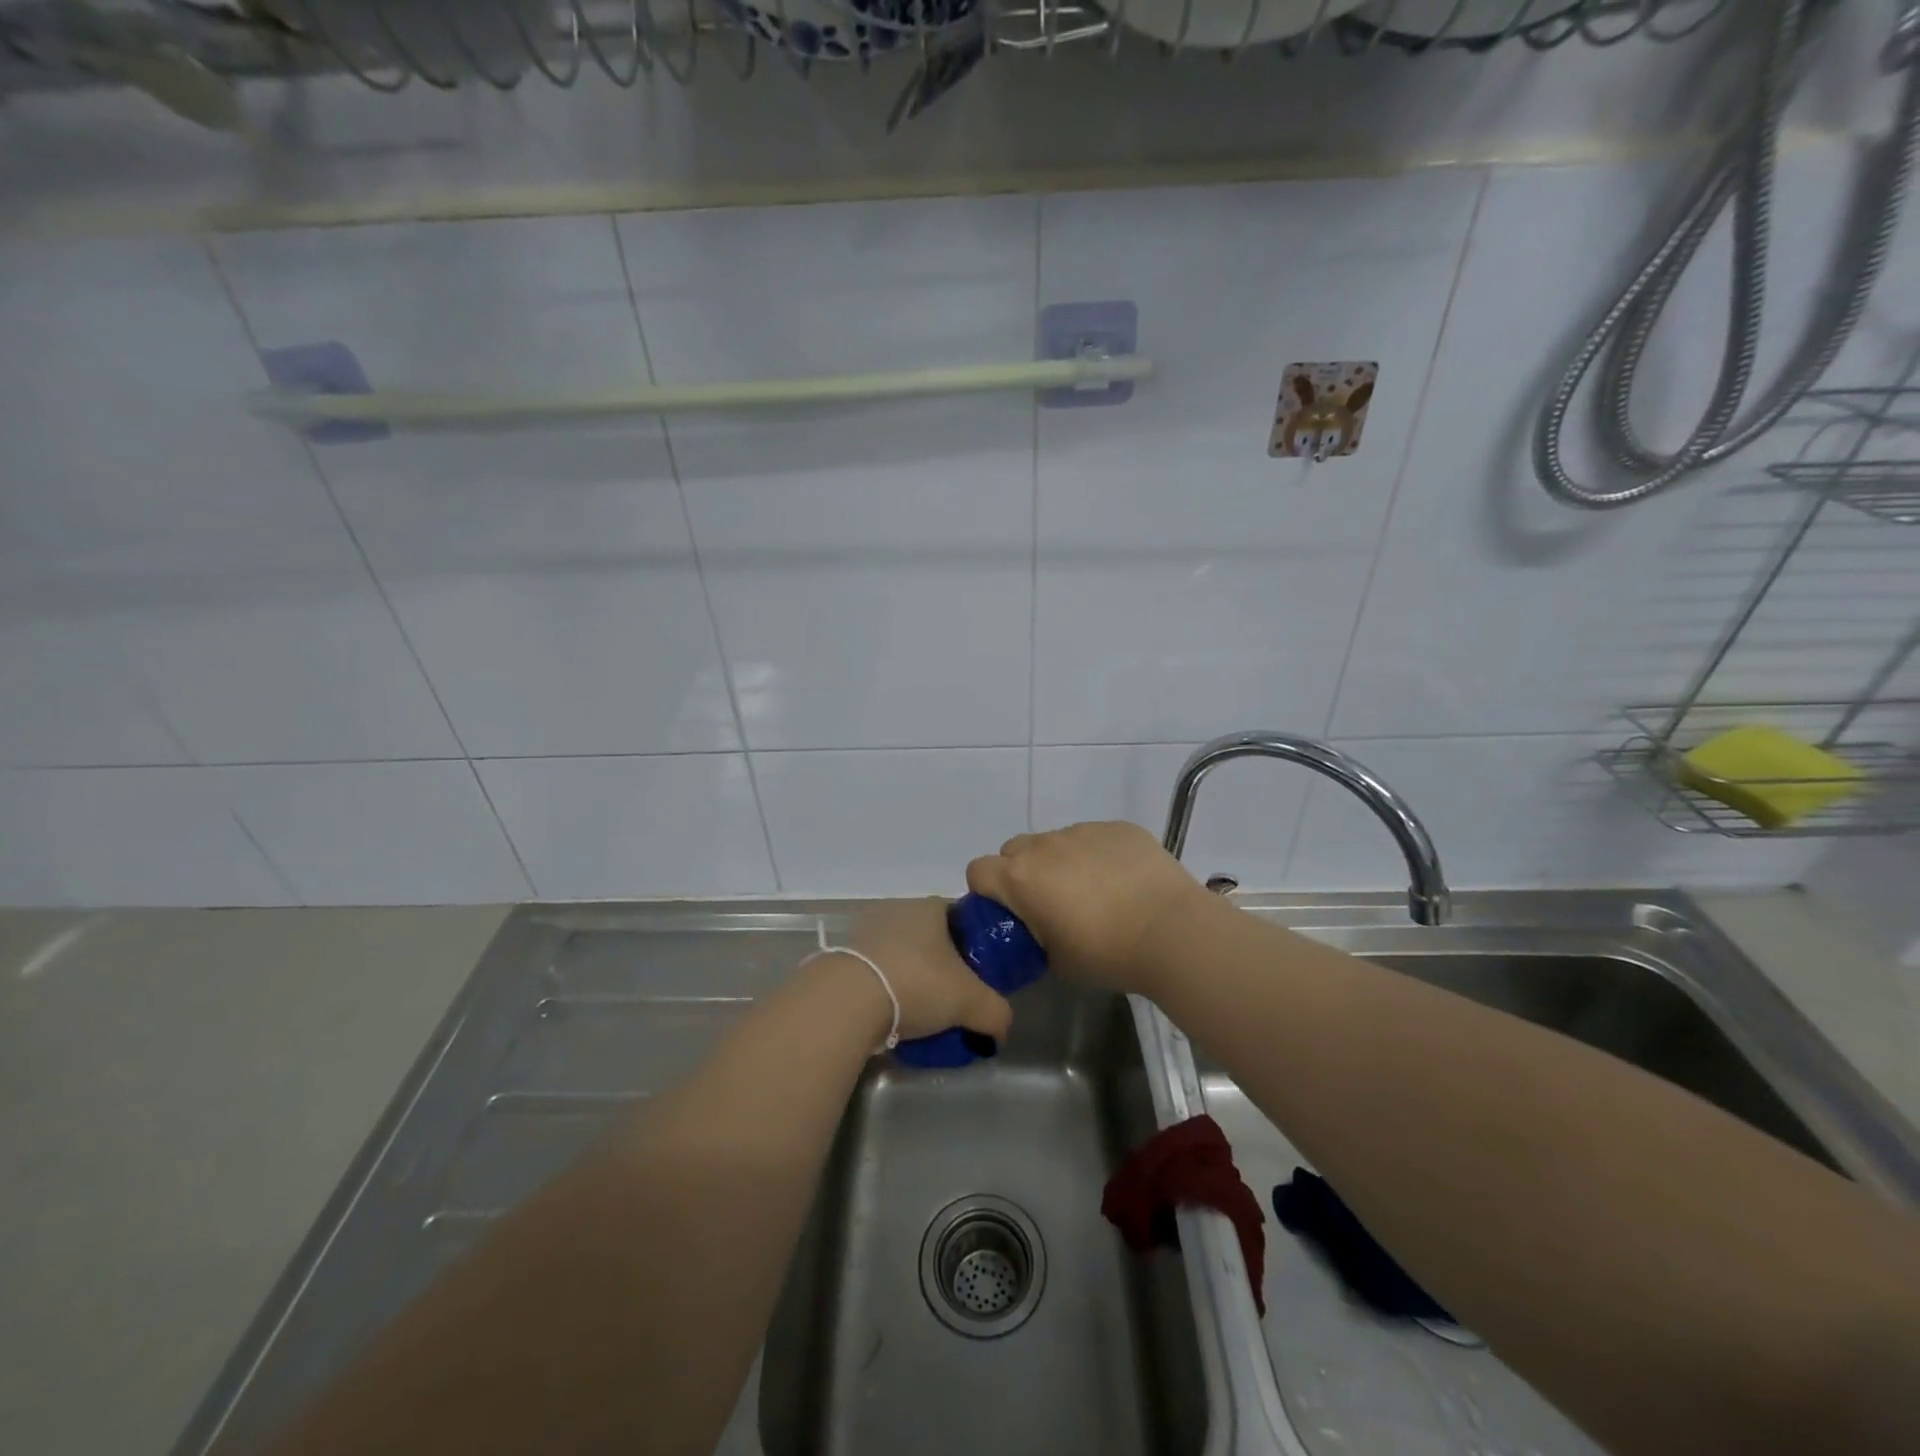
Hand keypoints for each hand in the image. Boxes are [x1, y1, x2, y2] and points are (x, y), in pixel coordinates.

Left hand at [829, 898, 1014, 1043]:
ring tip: (919, 1015)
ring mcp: (867, 930)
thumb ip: (996, 1013)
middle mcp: (899, 909)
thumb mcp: (973, 1003)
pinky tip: (890, 1017)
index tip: (978, 977)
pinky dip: (885, 991)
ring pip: (901, 956)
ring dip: (911, 980)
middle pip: (931, 939)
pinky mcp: (843, 956)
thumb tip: (1000, 1028)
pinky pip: (875, 972)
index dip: (974, 947)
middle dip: (941, 967)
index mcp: (932, 907)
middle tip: (951, 1001)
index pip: (962, 919)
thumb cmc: (918, 984)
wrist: (849, 1000)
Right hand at [966, 822, 1214, 997]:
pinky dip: (1098, 855)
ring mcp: (1083, 831)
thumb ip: (1033, 935)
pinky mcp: (1117, 827)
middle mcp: (1044, 846)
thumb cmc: (1106, 953)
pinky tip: (1125, 881)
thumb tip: (1037, 927)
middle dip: (1022, 871)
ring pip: (1056, 842)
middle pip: (1014, 849)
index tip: (1009, 912)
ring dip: (1062, 862)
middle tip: (1050, 902)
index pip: (978, 870)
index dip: (987, 891)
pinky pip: (1094, 837)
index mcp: (1020, 878)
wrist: (1171, 931)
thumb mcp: (1054, 959)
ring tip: (1096, 893)